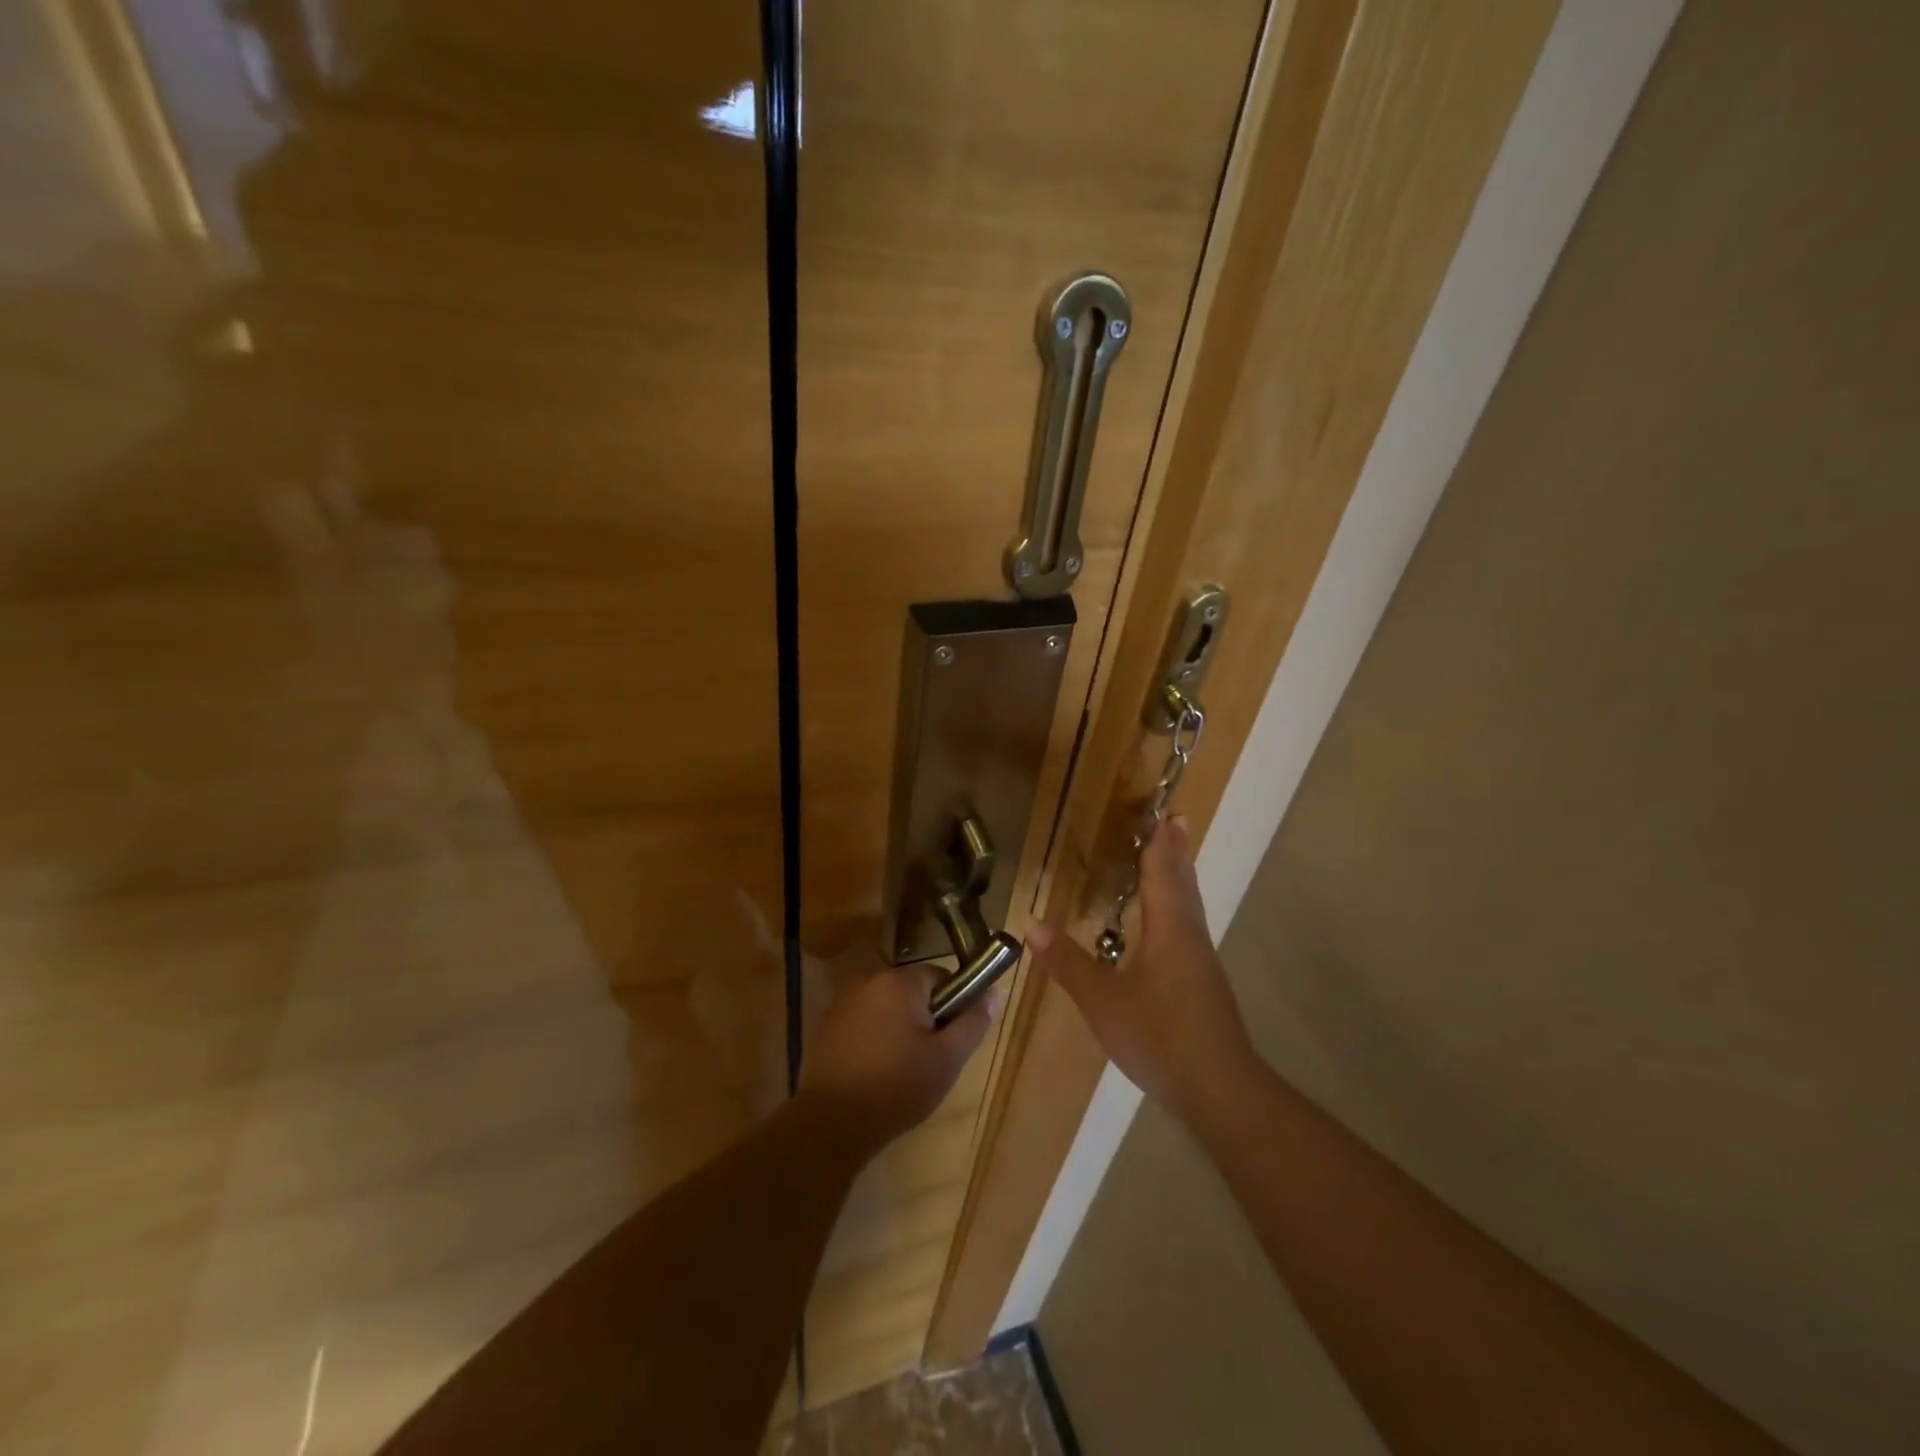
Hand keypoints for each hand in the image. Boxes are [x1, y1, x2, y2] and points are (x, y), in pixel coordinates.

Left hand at [801, 961, 998, 1156]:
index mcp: (898, 981)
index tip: (950, 1042)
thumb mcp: (947, 1059)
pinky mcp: (826, 1025)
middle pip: (912, 992)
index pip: (941, 978)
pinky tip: (874, 1072)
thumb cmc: (897, 1087)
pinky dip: (874, 1039)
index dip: (953, 1008)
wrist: (830, 1124)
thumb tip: (994, 993)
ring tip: (901, 1071)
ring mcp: (842, 1002)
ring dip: (899, 1029)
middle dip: (925, 1020)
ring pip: (887, 1008)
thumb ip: (973, 1022)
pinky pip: (864, 1022)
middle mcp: (868, 980)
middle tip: (929, 1061)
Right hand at [1029, 817, 1256, 1124]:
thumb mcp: (1103, 1002)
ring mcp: (1202, 962)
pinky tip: (1168, 926)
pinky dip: (1179, 907)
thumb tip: (1033, 926)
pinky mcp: (1205, 985)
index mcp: (1170, 930)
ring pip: (1191, 907)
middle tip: (1176, 822)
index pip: (1163, 873)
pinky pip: (1189, 928)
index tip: (1164, 812)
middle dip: (1177, 852)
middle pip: (1185, 883)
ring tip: (1172, 860)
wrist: (1221, 1090)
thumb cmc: (1160, 1037)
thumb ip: (1069, 964)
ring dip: (1181, 878)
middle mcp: (1191, 937)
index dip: (1161, 843)